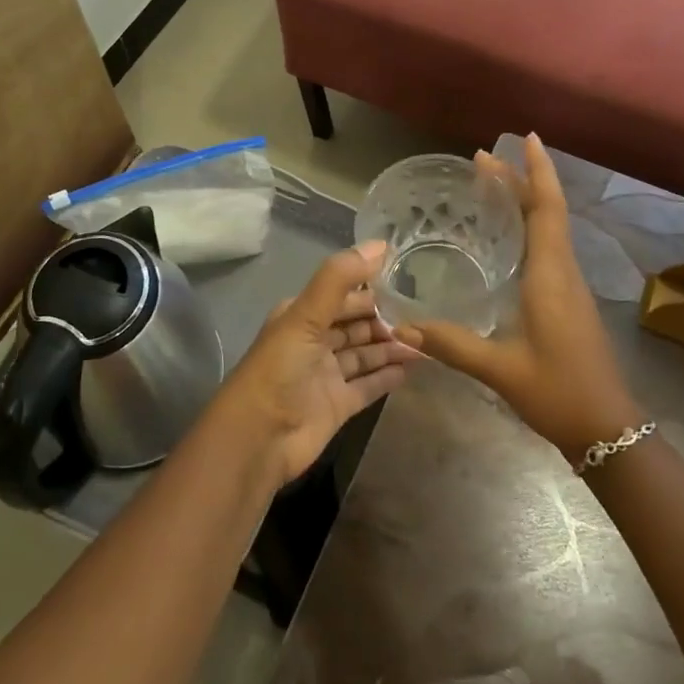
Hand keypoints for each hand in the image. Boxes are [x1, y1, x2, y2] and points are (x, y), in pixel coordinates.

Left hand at [216, 240, 419, 485]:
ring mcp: (326, 375)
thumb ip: (340, 278)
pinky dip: (387, 375)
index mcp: (301, 316)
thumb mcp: (306, 315)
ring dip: (391, 346)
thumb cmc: (279, 369)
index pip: (342, 296)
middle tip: (424, 314)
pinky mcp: (338, 406)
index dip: (371, 289)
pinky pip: (368, 385)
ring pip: (364, 354)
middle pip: (355, 325)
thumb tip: (379, 244)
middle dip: (385, 319)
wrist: (258, 439)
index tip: (406, 280)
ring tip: (425, 340)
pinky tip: (413, 367)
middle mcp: (314, 342)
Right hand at [398, 134, 643, 460]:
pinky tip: (507, 237)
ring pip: (549, 228)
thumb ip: (451, 345)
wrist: (608, 429)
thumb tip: (401, 328)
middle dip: (520, 180)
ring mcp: (568, 286)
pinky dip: (528, 226)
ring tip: (491, 185)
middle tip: (484, 158)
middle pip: (547, 211)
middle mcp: (563, 271)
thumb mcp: (501, 369)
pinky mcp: (567, 300)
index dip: (538, 172)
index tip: (526, 138)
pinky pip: (548, 248)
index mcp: (551, 275)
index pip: (547, 209)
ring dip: (525, 201)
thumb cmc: (559, 392)